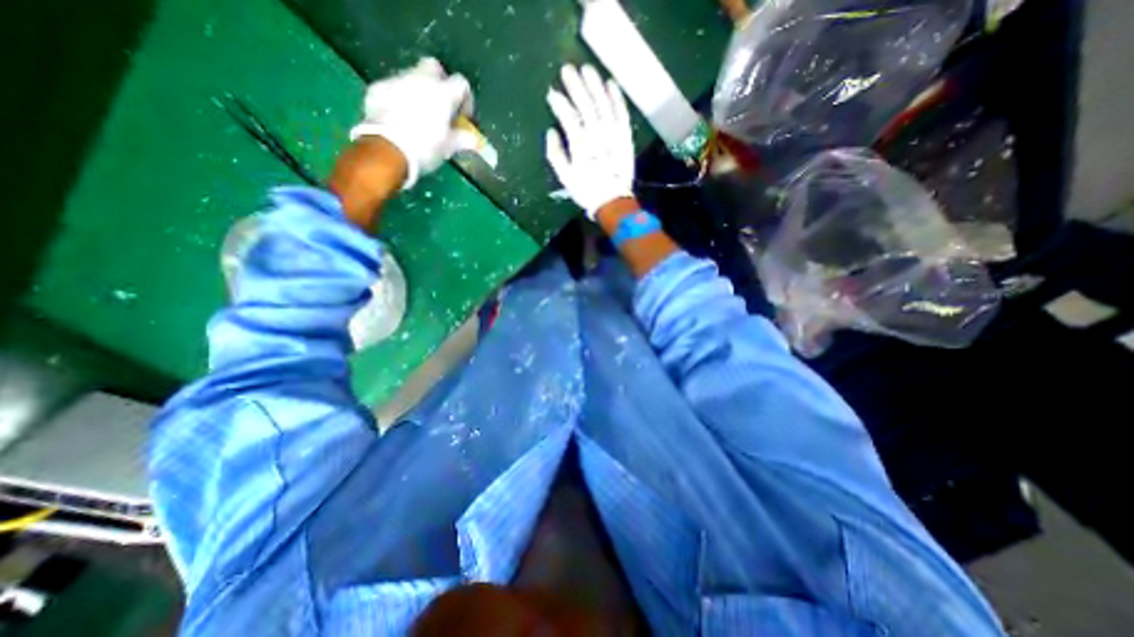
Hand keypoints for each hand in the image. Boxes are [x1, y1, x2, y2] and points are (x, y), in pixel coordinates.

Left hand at [354, 57, 476, 189]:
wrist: (388, 150)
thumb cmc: (425, 149)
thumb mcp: (449, 147)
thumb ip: (463, 139)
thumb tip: (475, 141)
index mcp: (443, 93)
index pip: (462, 84)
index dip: (465, 99)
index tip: (462, 117)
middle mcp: (420, 80)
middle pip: (434, 67)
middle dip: (439, 82)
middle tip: (440, 106)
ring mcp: (397, 81)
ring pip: (411, 76)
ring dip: (418, 90)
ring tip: (418, 115)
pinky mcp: (378, 88)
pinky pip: (392, 88)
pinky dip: (398, 98)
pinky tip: (398, 117)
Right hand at [546, 65, 633, 217]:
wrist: (612, 201)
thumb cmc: (586, 191)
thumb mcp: (565, 177)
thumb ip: (555, 153)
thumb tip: (551, 131)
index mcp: (580, 145)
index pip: (568, 117)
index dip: (559, 103)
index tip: (552, 93)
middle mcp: (597, 134)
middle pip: (585, 105)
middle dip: (575, 86)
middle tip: (567, 70)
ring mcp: (613, 134)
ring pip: (603, 104)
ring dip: (595, 85)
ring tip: (587, 69)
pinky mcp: (625, 136)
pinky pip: (621, 113)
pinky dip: (616, 98)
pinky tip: (611, 84)